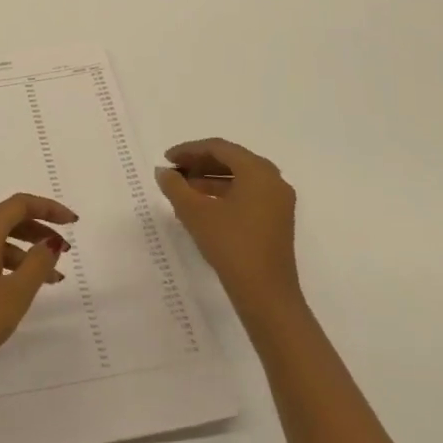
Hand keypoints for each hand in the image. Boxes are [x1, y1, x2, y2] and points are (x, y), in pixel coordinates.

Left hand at [0, 194, 77, 420]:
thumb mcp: (14, 295)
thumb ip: (37, 264)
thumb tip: (51, 240)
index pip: (18, 204)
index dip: (48, 208)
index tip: (72, 222)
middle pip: (7, 220)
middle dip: (39, 229)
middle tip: (66, 249)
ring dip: (26, 253)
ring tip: (52, 278)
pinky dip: (8, 265)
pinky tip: (21, 288)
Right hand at [155, 138, 300, 320]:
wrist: (266, 295)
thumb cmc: (231, 245)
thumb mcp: (195, 213)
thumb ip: (175, 186)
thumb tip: (163, 171)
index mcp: (258, 171)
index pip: (219, 148)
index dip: (189, 150)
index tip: (167, 159)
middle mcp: (273, 180)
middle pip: (232, 160)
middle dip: (200, 163)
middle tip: (174, 172)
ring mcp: (278, 202)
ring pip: (239, 178)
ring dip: (210, 179)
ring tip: (183, 189)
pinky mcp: (277, 220)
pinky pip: (247, 194)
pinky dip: (224, 194)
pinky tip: (203, 206)